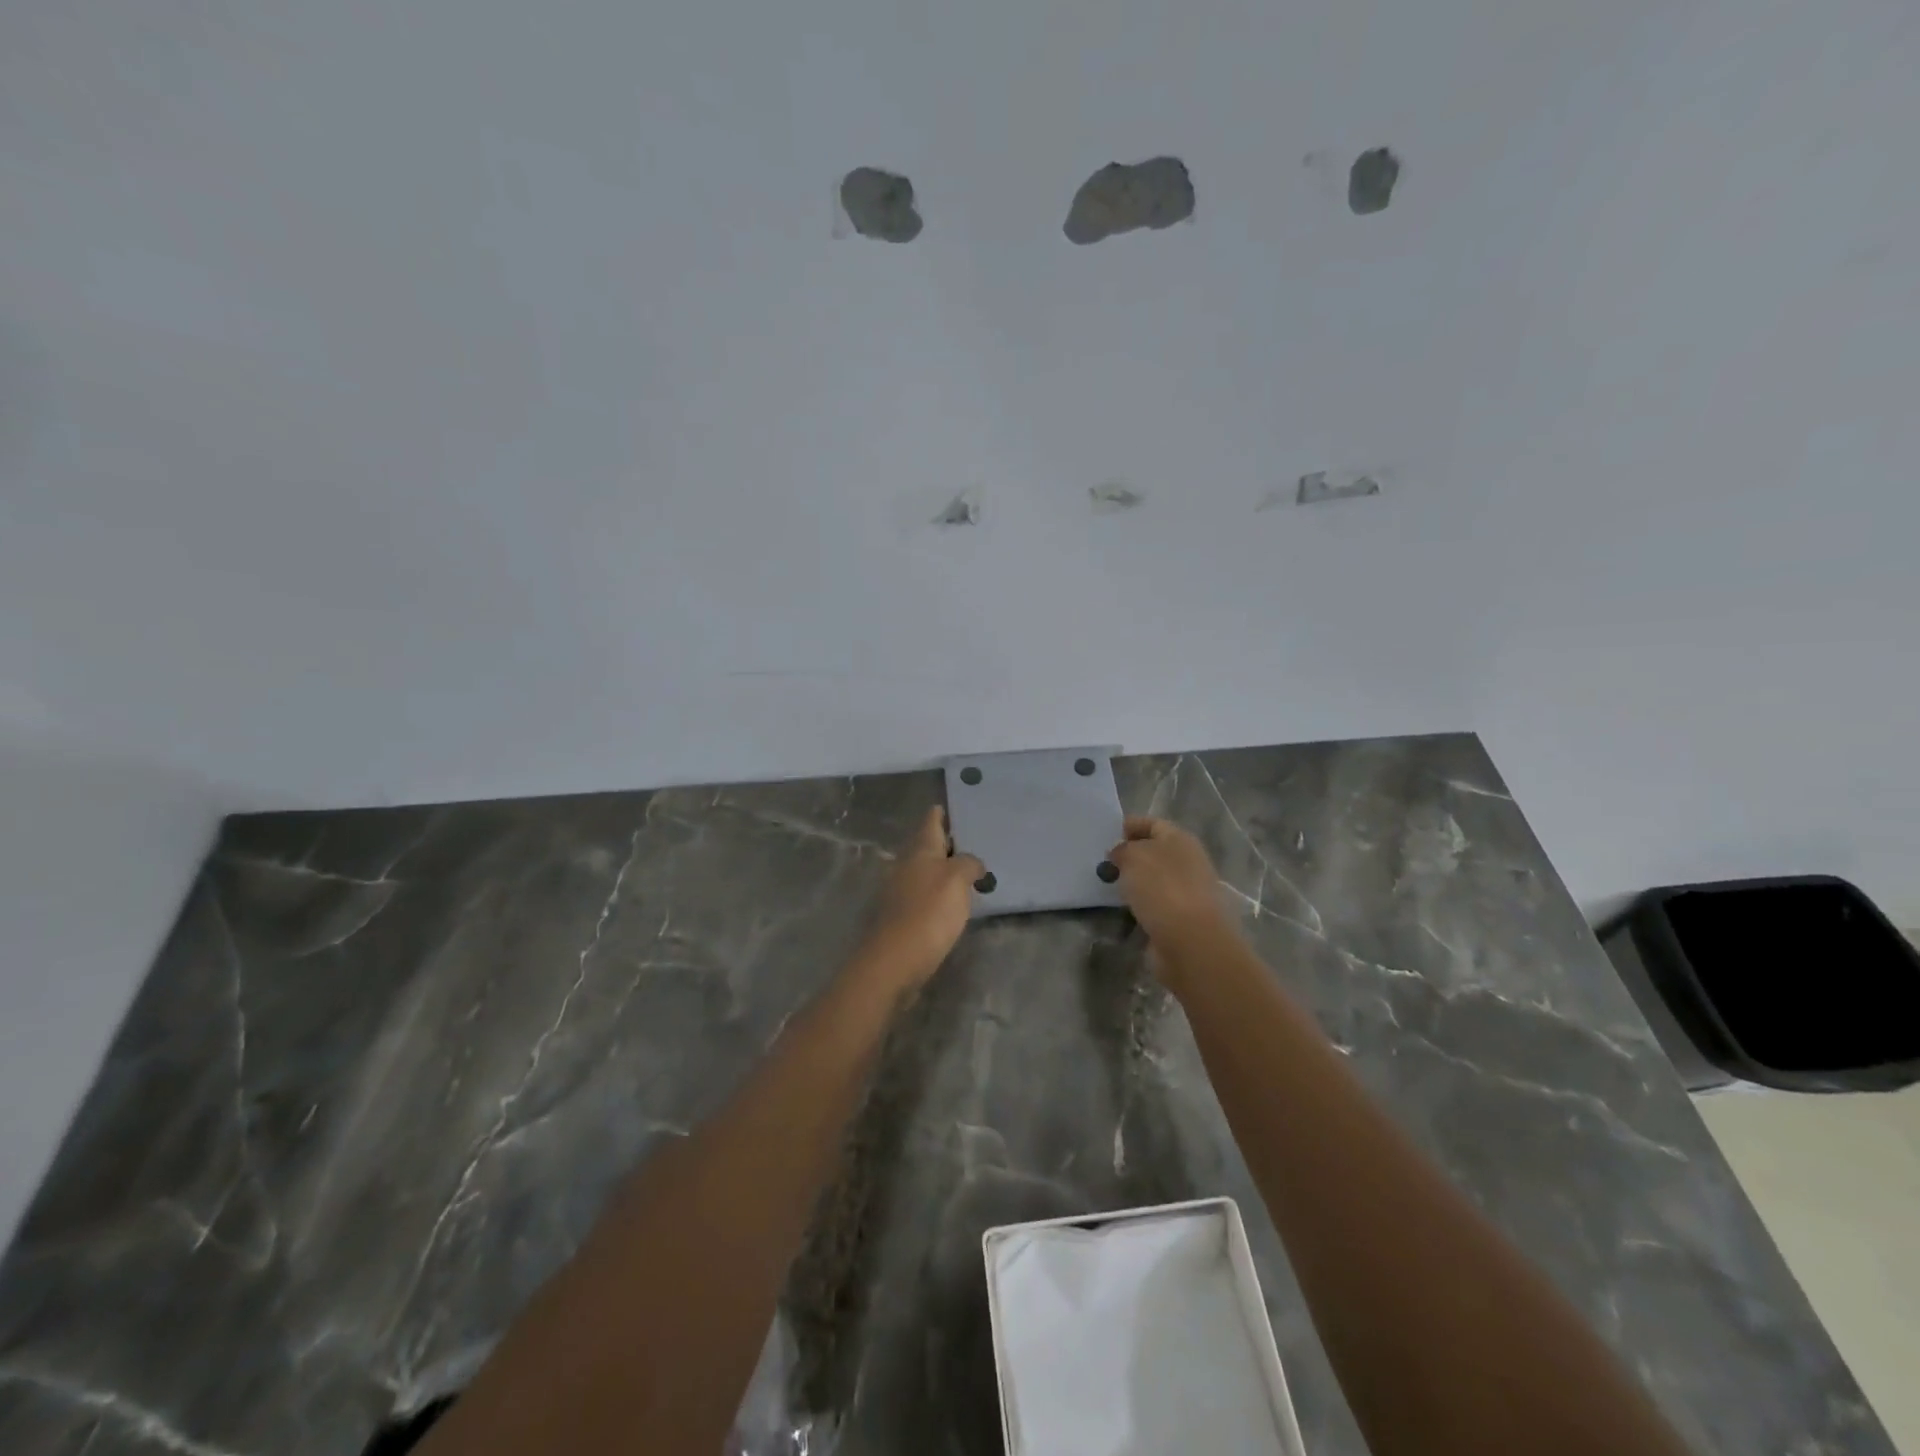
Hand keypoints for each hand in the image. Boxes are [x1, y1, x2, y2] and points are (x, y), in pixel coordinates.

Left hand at [854, 806, 984, 990]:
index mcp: (919, 850)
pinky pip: (923, 896)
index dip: (943, 812)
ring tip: (969, 874)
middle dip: (947, 843)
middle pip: (927, 846)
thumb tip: (971, 863)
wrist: (894, 962)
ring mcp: (899, 891)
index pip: (931, 821)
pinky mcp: (900, 916)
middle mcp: (904, 864)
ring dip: (943, 871)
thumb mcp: (957, 880)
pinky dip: (937, 894)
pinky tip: (953, 904)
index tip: (958, 807)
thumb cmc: (928, 913)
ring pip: (924, 871)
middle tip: (974, 842)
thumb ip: (968, 864)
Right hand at [1108, 817, 1237, 954]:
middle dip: (1130, 854)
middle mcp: (1188, 862)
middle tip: (1102, 861)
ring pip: (1154, 879)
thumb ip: (1122, 849)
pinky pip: (1154, 903)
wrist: (1190, 941)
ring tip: (1107, 885)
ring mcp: (1187, 891)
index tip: (1107, 835)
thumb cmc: (1162, 888)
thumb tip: (1120, 854)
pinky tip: (1122, 908)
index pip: (1153, 824)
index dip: (1130, 825)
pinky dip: (1139, 904)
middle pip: (1155, 851)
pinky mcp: (1181, 918)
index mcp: (1181, 840)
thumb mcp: (1133, 856)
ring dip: (1133, 880)